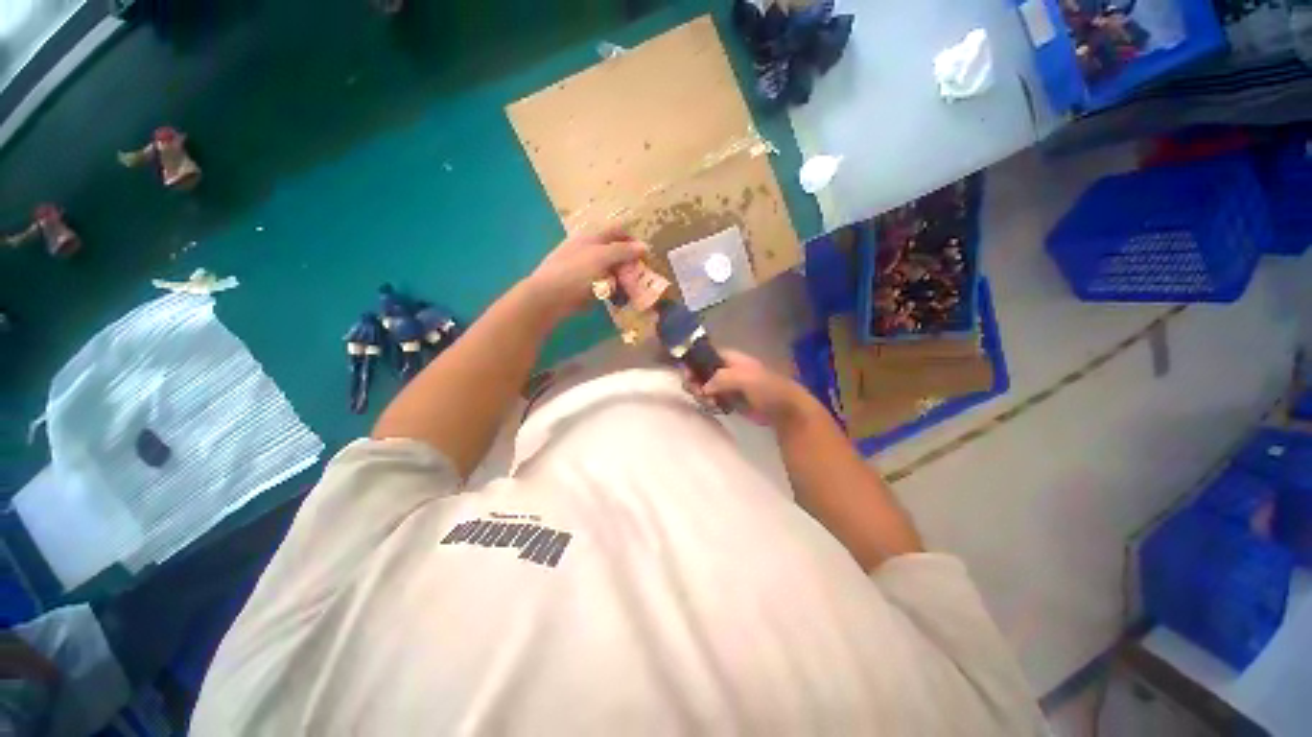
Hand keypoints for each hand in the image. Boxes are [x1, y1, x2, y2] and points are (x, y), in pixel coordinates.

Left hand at [522, 228, 648, 321]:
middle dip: (628, 262)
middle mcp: (586, 249)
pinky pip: (599, 284)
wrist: (547, 296)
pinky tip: (615, 298)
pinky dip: (609, 289)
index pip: (617, 231)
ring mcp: (581, 267)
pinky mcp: (579, 285)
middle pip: (613, 251)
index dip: (632, 240)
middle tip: (640, 276)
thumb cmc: (575, 272)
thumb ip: (623, 251)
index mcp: (590, 237)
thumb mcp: (601, 257)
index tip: (645, 256)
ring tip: (630, 290)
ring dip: (620, 278)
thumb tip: (644, 246)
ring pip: (607, 269)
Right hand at [684, 349, 813, 428]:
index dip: (693, 362)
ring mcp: (727, 385)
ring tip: (711, 403)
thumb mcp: (744, 378)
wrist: (783, 410)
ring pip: (704, 387)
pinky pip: (711, 399)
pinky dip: (710, 404)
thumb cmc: (766, 388)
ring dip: (702, 395)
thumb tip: (703, 388)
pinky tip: (716, 408)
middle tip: (699, 393)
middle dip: (695, 382)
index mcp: (730, 358)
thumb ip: (720, 378)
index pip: (705, 354)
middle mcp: (725, 369)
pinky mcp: (729, 400)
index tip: (686, 374)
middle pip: (701, 372)